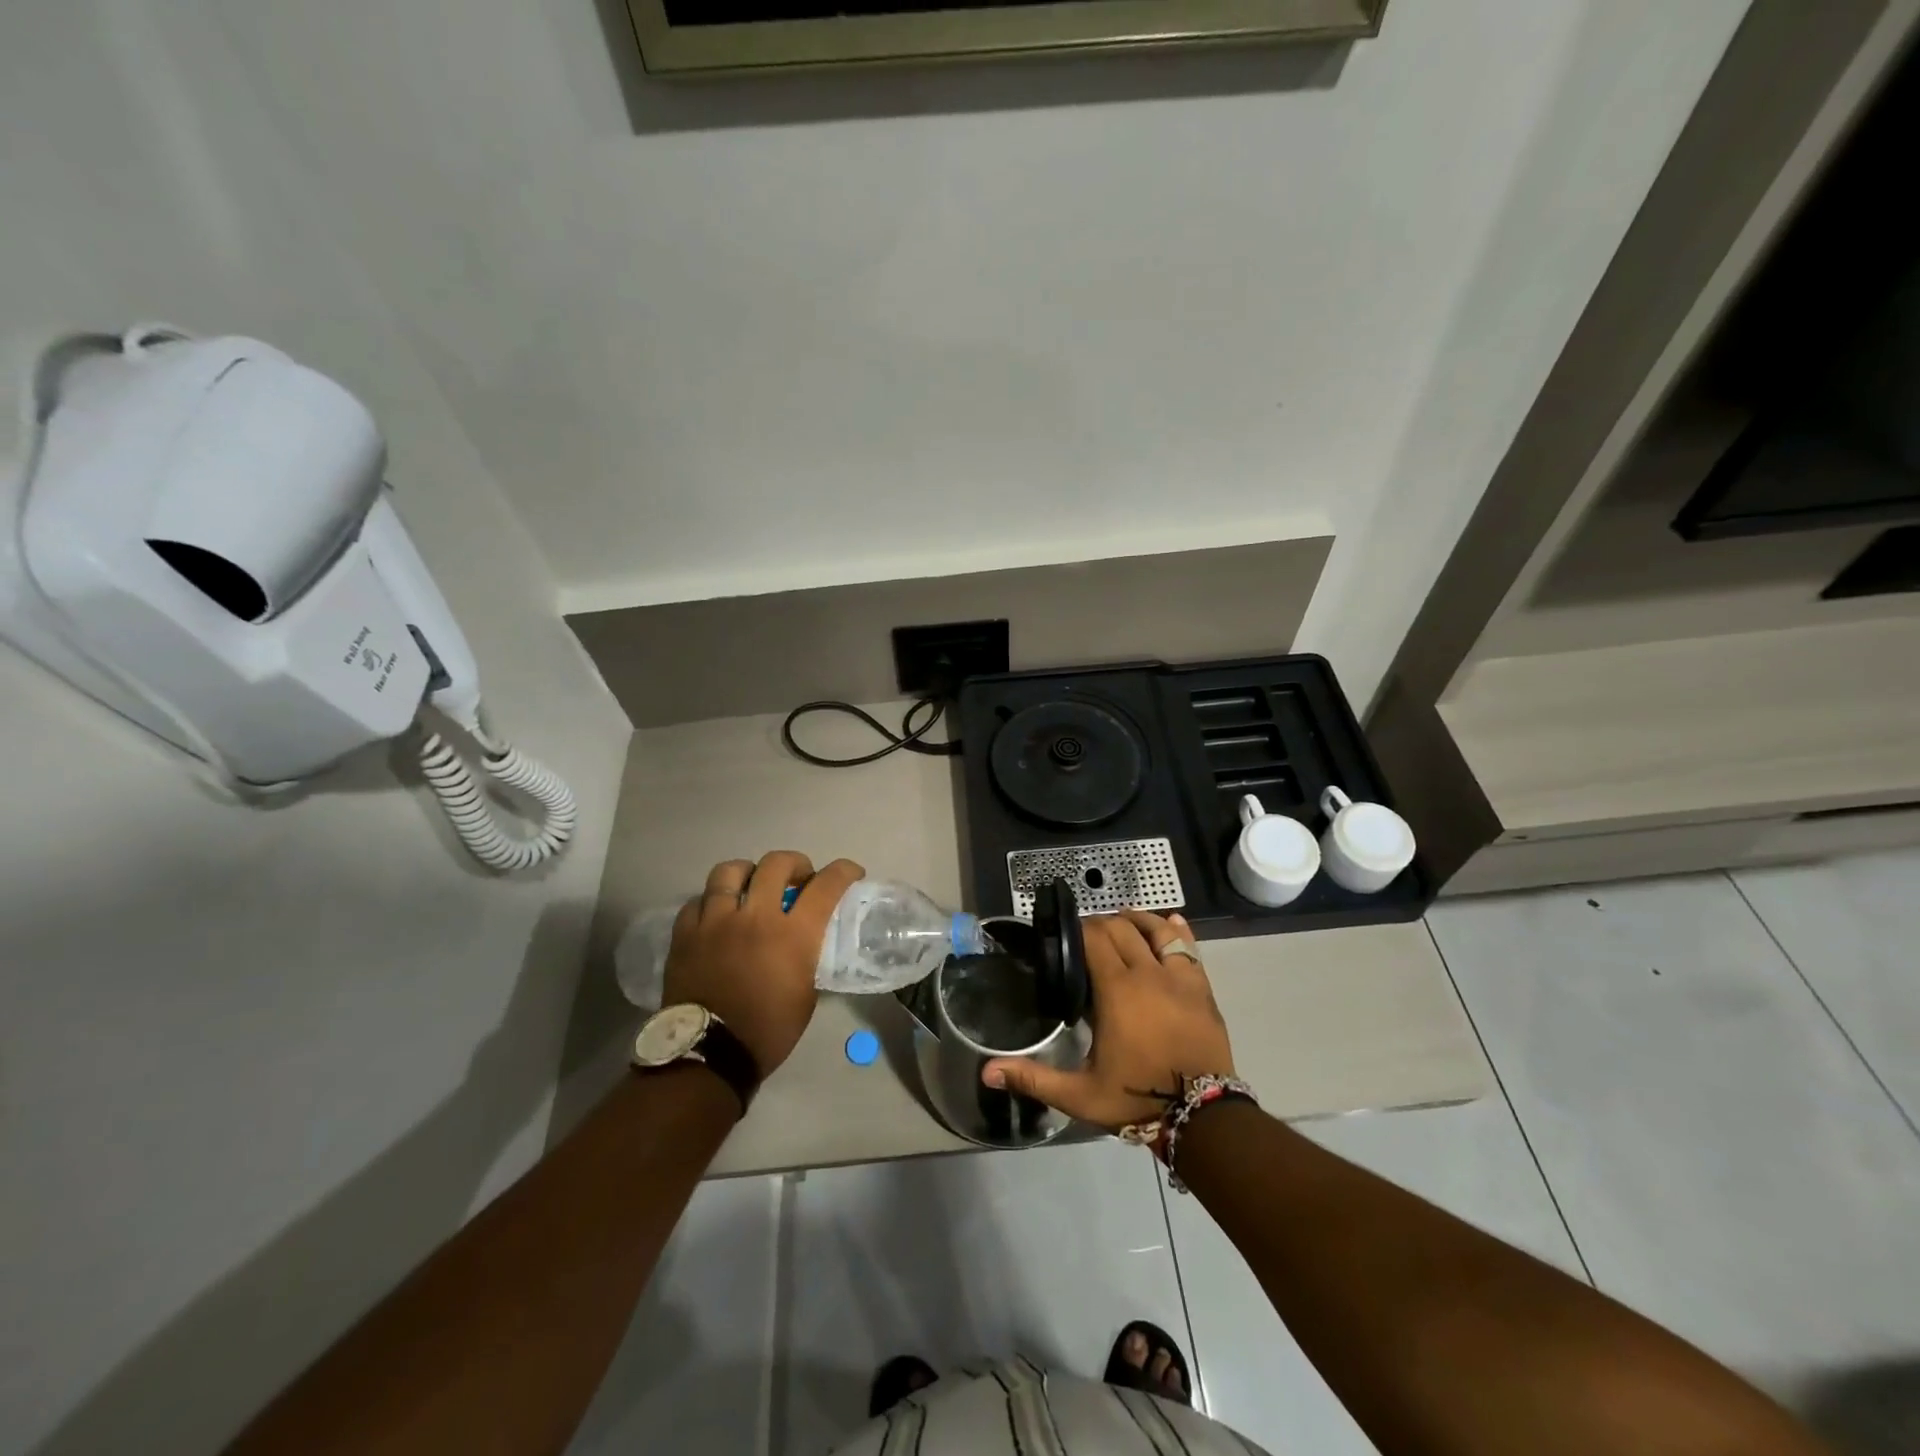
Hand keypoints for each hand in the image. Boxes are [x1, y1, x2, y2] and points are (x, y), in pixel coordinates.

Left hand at [661, 851, 864, 1077]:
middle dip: (795, 863)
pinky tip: (717, 914)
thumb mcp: (806, 993)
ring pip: (730, 871)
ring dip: (748, 873)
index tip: (850, 872)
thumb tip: (808, 941)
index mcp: (793, 934)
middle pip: (777, 864)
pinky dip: (712, 901)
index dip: (844, 871)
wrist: (710, 1055)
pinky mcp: (686, 933)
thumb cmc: (768, 1030)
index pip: (826, 885)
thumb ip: (808, 956)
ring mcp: (716, 921)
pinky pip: (698, 900)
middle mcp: (755, 917)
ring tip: (751, 885)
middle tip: (798, 878)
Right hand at [982, 910, 1234, 1130]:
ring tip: (1122, 920)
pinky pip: (1188, 947)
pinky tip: (1169, 922)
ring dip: (1136, 920)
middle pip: (1122, 929)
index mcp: (1117, 990)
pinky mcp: (1202, 989)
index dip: (1078, 929)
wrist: (1203, 1118)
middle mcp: (1148, 973)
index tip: (1065, 935)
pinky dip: (1176, 930)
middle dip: (1101, 925)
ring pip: (1156, 930)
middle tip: (1085, 937)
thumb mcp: (1080, 1095)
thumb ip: (1034, 1078)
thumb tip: (987, 1071)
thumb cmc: (1137, 1099)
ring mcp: (1179, 978)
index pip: (1094, 938)